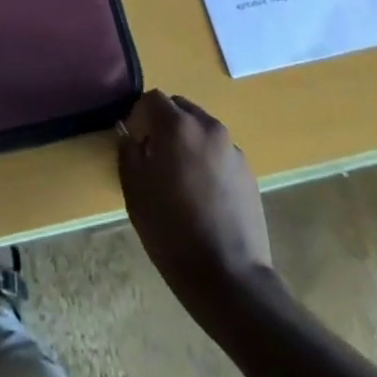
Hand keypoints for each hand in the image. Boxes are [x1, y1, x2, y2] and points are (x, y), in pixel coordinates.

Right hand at [117, 90, 273, 317]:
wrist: (229, 277)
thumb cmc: (172, 232)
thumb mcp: (135, 192)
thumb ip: (127, 152)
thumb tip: (128, 133)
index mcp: (178, 126)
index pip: (152, 99)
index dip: (139, 116)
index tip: (134, 143)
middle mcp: (208, 127)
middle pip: (180, 108)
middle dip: (164, 124)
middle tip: (154, 158)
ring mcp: (232, 149)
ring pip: (201, 129)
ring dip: (187, 141)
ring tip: (180, 179)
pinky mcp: (248, 172)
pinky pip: (219, 152)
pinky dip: (206, 160)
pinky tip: (203, 196)